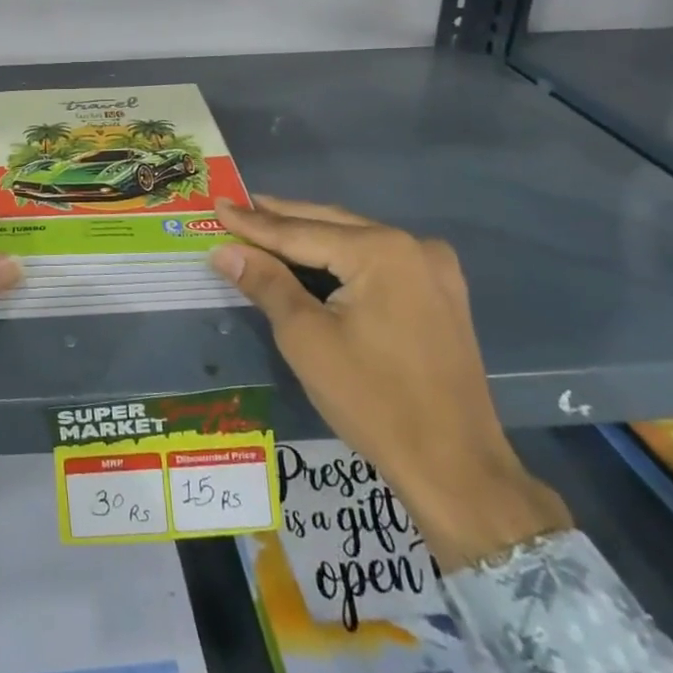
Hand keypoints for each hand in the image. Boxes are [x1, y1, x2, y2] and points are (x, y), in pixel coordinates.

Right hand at [211, 195, 570, 568]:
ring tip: (263, 226)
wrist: (457, 468)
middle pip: (330, 225)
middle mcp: (413, 246)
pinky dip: (340, 258)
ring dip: (309, 237)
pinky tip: (312, 259)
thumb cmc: (373, 401)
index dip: (252, 222)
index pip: (299, 231)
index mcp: (381, 251)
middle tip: (236, 206)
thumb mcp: (306, 338)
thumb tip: (224, 250)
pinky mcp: (440, 295)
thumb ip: (265, 283)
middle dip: (280, 219)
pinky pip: (378, 262)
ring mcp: (433, 270)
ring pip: (354, 241)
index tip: (216, 203)